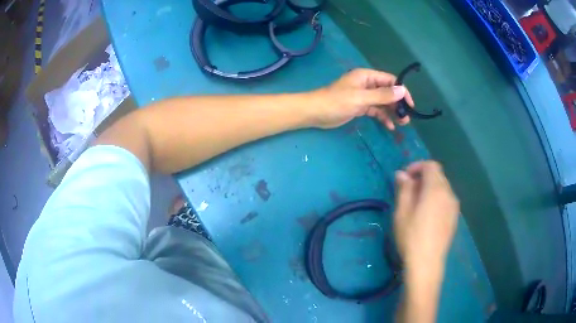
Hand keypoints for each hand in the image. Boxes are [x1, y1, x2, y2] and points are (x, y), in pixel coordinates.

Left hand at [308, 68, 414, 129]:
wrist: (315, 113)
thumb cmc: (336, 102)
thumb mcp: (361, 98)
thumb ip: (382, 95)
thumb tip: (402, 91)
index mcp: (366, 76)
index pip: (390, 80)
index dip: (402, 91)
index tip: (410, 105)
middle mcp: (367, 84)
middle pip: (388, 92)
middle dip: (398, 104)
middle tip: (407, 118)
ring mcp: (364, 96)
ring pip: (383, 102)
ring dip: (392, 112)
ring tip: (402, 123)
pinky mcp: (360, 107)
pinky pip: (375, 111)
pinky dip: (383, 117)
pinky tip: (389, 127)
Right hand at [393, 161, 458, 269]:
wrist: (427, 263)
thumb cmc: (411, 237)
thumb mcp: (402, 212)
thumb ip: (404, 189)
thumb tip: (402, 174)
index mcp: (436, 189)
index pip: (431, 166)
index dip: (417, 167)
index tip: (405, 178)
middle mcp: (449, 194)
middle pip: (438, 175)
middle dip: (423, 177)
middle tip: (408, 191)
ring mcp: (454, 206)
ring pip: (443, 187)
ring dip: (430, 188)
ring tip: (417, 203)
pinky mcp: (454, 217)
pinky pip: (446, 199)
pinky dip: (437, 198)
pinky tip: (427, 214)